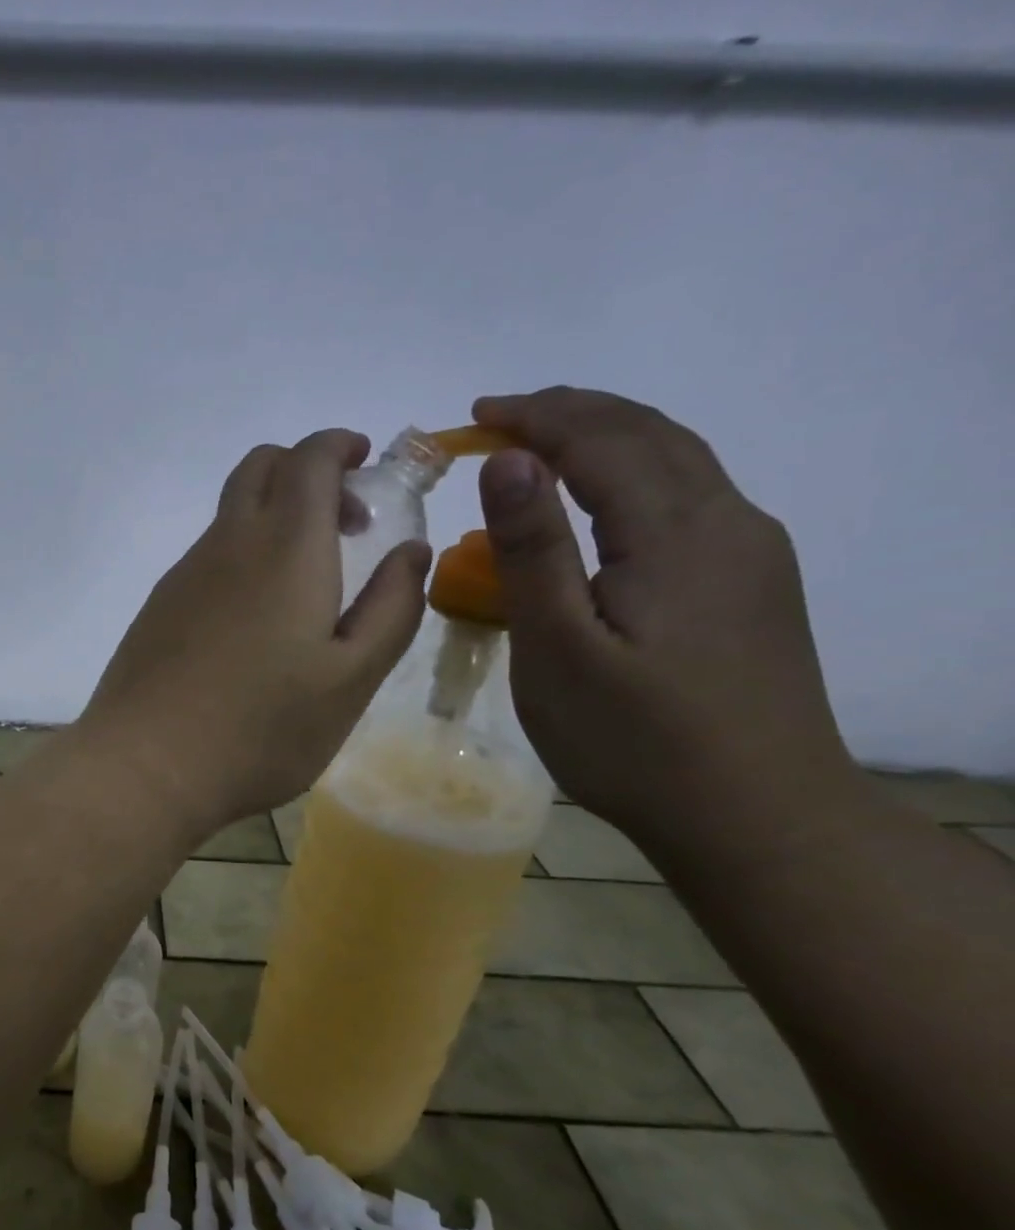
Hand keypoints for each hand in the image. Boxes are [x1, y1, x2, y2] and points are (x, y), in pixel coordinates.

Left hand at [78, 429, 429, 832]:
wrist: (143, 765)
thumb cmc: (259, 729)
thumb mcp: (350, 679)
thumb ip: (391, 608)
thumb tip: (411, 551)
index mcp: (284, 547)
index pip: (307, 458)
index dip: (338, 446)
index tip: (365, 462)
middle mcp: (227, 545)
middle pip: (259, 469)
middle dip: (306, 471)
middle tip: (344, 522)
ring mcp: (183, 575)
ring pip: (230, 514)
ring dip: (273, 518)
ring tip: (307, 582)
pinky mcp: (157, 607)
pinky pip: (206, 556)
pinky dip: (241, 554)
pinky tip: (253, 620)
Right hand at [471, 387, 857, 848]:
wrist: (757, 816)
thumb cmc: (634, 739)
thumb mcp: (558, 648)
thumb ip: (533, 549)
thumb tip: (507, 460)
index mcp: (676, 533)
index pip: (602, 441)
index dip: (535, 417)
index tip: (473, 414)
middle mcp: (728, 523)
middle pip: (649, 435)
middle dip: (571, 413)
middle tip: (499, 418)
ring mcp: (751, 553)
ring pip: (678, 461)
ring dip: (606, 438)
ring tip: (541, 445)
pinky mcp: (753, 584)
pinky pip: (689, 498)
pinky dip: (633, 474)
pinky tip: (602, 502)